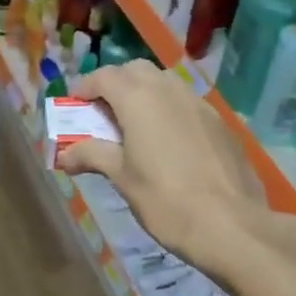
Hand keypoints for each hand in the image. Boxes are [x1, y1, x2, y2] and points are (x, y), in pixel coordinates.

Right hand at [57, 61, 264, 262]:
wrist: (231, 225)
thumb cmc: (165, 201)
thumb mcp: (122, 179)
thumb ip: (92, 156)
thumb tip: (64, 155)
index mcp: (139, 99)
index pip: (104, 76)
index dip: (85, 87)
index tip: (73, 104)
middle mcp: (169, 90)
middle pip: (136, 71)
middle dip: (115, 84)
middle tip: (101, 111)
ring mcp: (199, 104)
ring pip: (164, 83)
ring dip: (143, 93)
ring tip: (133, 125)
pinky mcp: (220, 122)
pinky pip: (186, 103)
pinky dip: (168, 110)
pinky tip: (167, 142)